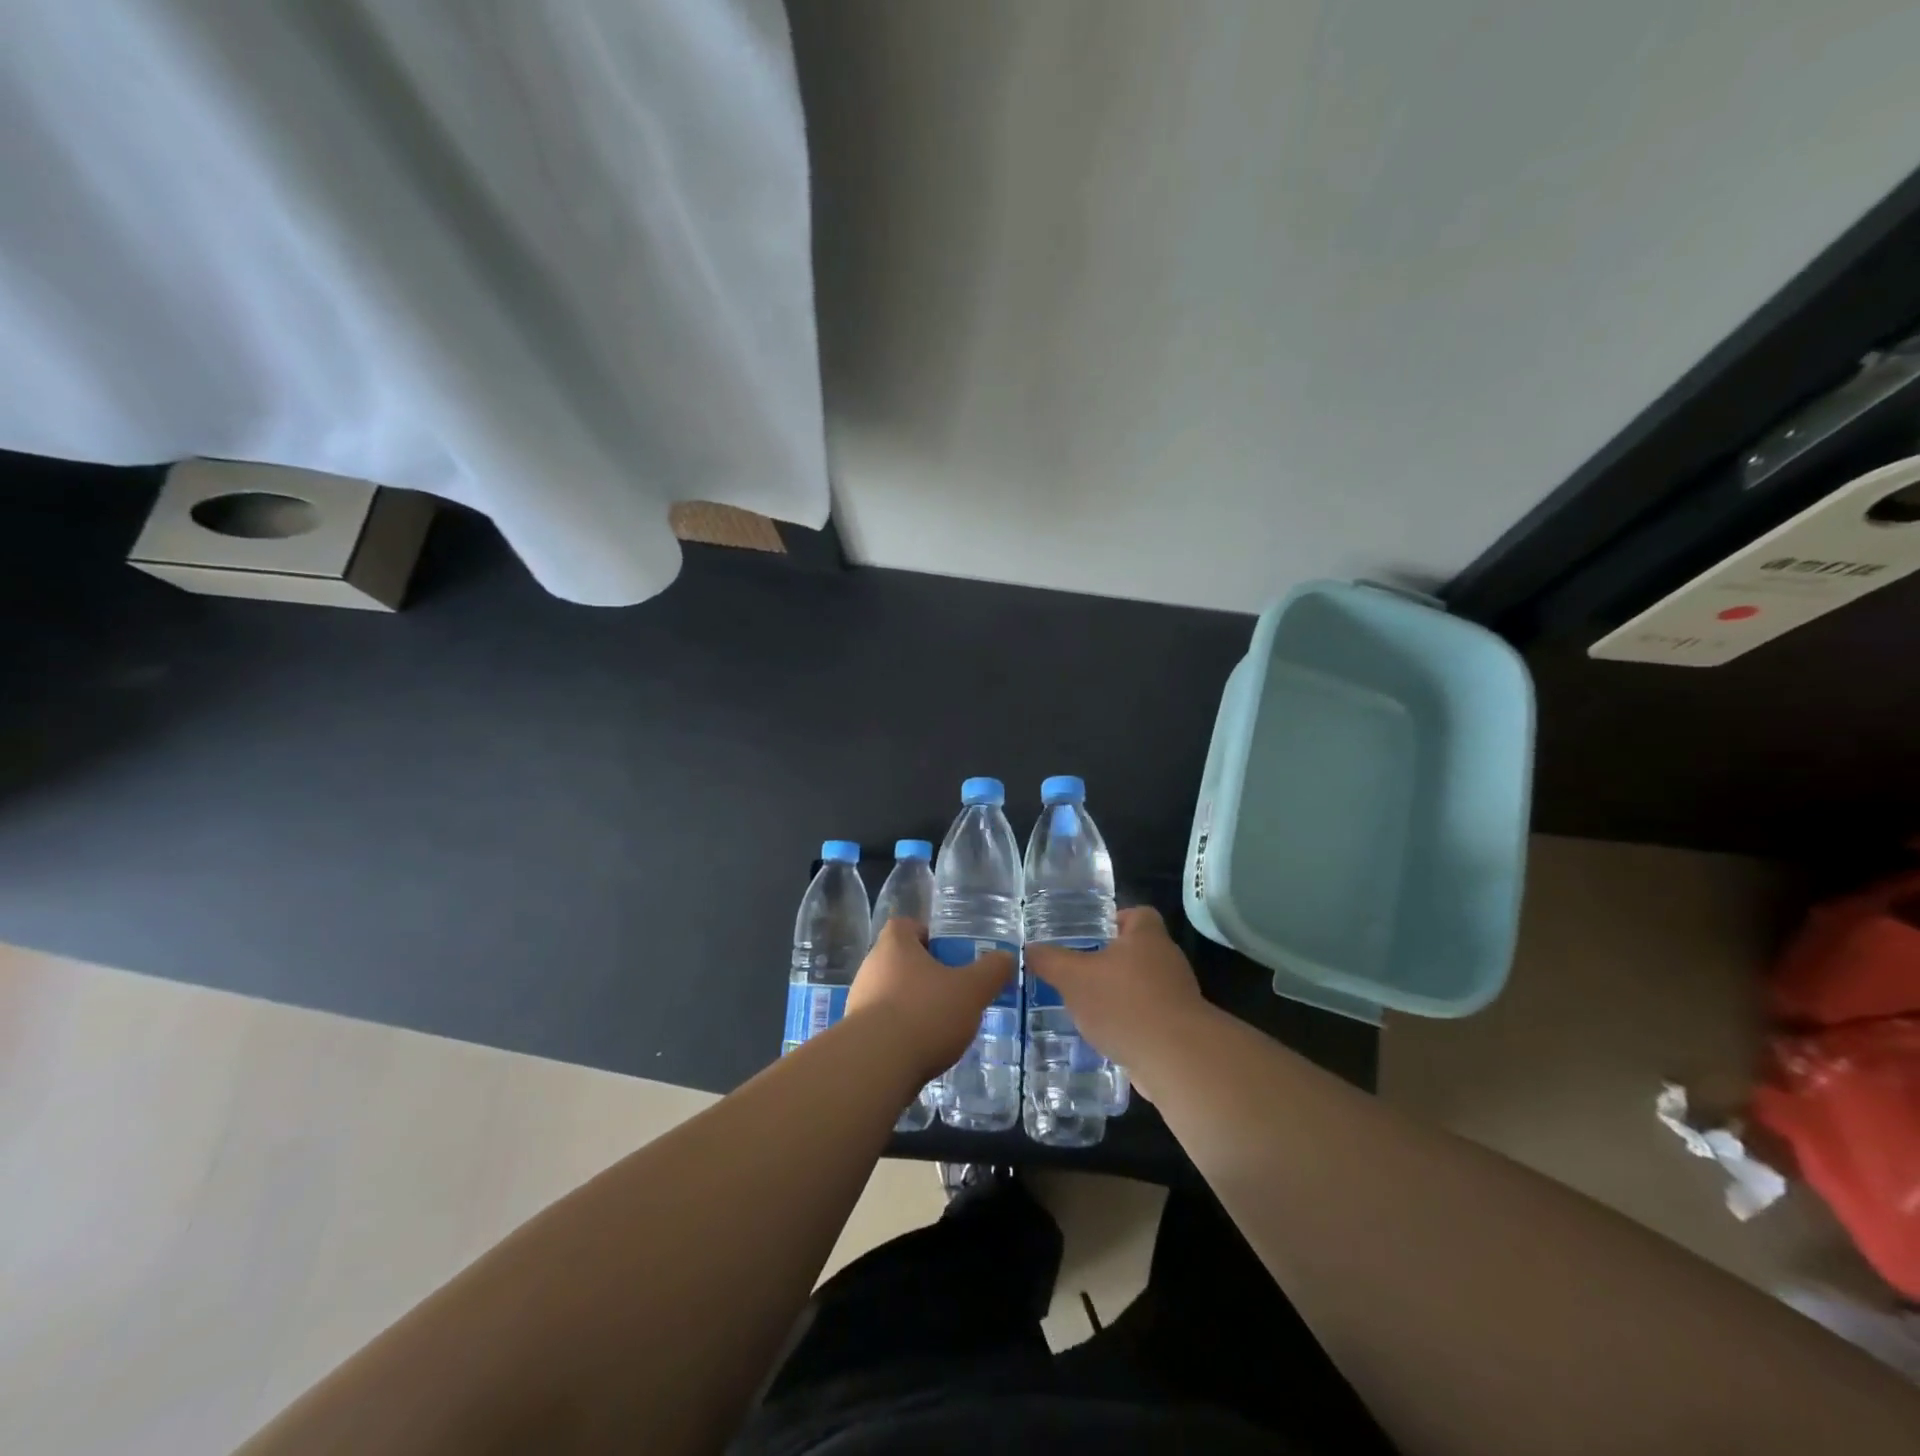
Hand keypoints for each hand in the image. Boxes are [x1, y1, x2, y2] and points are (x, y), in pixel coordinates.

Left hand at [844, 917, 1013, 1085]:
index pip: (906, 925)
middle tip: (953, 991)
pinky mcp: (856, 1034)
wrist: (876, 1066)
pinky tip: (922, 1049)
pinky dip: (902, 1032)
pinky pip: (883, 1024)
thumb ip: (992, 971)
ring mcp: (859, 1000)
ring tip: (942, 1025)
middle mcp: (871, 966)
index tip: (949, 954)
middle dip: (926, 974)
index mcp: (894, 945)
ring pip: (891, 993)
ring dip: (913, 1005)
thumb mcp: (971, 990)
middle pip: (900, 960)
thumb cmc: (925, 1013)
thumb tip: (1006, 957)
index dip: (928, 935)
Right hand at [1022, 907, 1209, 1075]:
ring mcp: (1177, 997)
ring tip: (1087, 1007)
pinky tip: (1107, 1037)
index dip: (1115, 919)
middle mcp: (1167, 960)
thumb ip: (1050, 961)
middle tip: (1079, 971)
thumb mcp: (1073, 977)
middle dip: (1111, 961)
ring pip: (1144, 987)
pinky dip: (1131, 1024)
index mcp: (1147, 937)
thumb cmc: (1124, 1003)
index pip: (1138, 914)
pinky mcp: (1179, 1030)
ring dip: (1120, 995)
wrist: (1177, 1059)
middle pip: (1139, 951)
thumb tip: (1030, 949)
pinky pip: (1150, 1018)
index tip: (1090, 934)